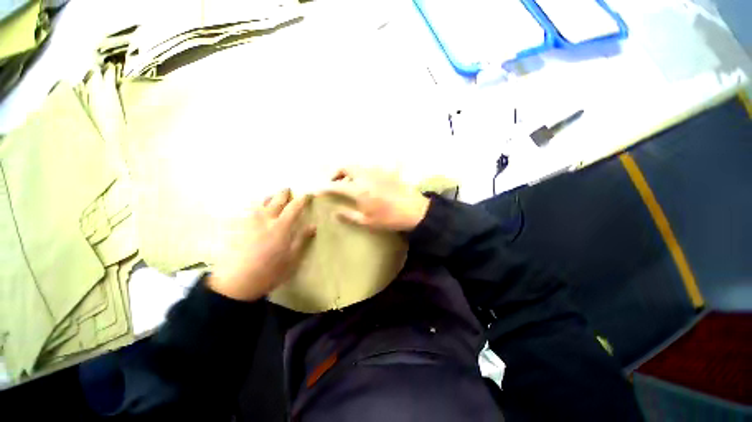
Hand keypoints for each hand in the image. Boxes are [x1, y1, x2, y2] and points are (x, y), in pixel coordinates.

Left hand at [208, 189, 314, 301]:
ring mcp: (250, 223)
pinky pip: (248, 210)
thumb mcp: (292, 258)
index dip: (302, 199)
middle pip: (276, 200)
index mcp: (281, 227)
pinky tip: (256, 209)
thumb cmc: (271, 271)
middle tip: (289, 190)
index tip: (308, 195)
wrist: (238, 282)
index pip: (294, 207)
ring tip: (273, 196)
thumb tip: (313, 226)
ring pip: (260, 203)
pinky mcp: (240, 228)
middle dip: (284, 193)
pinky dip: (256, 205)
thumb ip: (302, 239)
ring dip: (269, 197)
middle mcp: (265, 220)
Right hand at [321, 167, 429, 231]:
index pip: (336, 186)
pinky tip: (367, 181)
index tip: (318, 190)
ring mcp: (376, 172)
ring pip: (358, 166)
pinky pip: (370, 168)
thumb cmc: (389, 218)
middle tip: (335, 182)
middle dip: (337, 173)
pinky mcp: (386, 171)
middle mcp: (365, 176)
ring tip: (350, 183)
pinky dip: (363, 172)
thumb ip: (348, 215)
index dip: (325, 188)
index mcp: (359, 190)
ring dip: (350, 172)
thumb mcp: (367, 221)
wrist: (413, 210)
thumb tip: (333, 213)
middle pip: (346, 167)